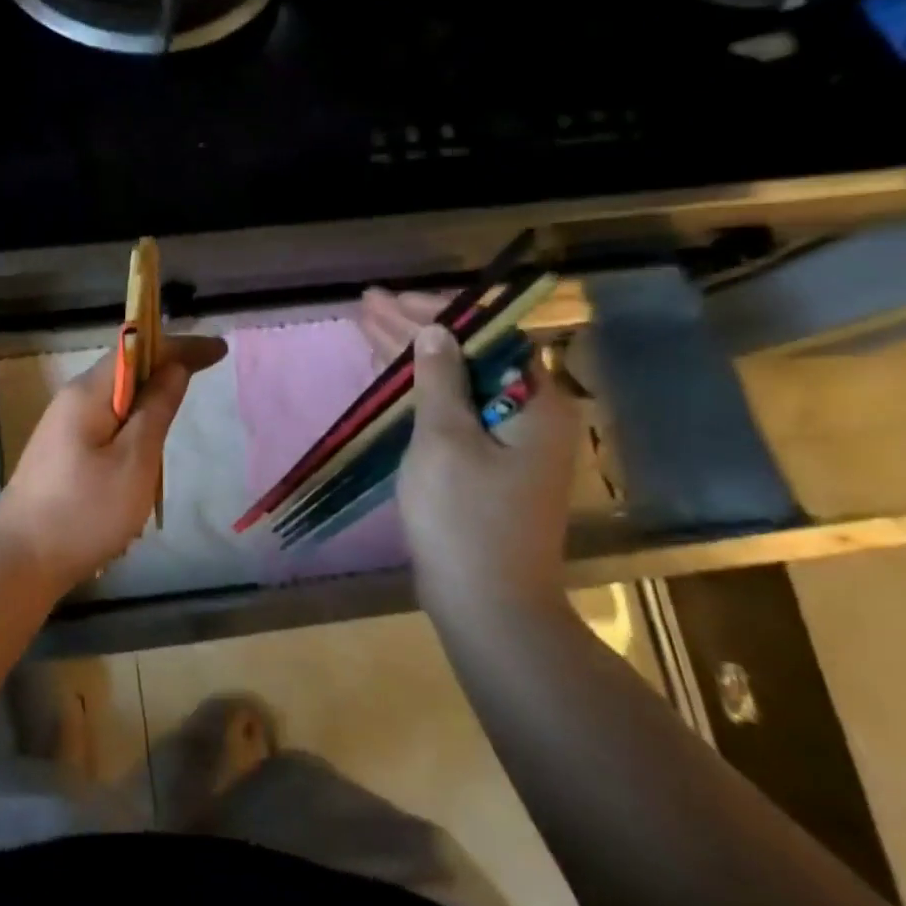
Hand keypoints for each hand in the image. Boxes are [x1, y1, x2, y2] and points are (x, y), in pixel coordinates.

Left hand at [0, 335, 227, 594]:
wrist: (20, 561)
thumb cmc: (84, 512)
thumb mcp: (134, 461)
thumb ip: (156, 409)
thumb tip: (175, 367)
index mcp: (88, 393)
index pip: (138, 349)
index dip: (181, 347)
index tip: (220, 350)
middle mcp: (72, 401)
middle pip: (125, 370)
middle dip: (166, 366)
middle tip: (206, 372)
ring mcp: (63, 428)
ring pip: (116, 399)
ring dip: (149, 396)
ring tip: (181, 404)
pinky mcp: (62, 454)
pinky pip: (105, 423)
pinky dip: (132, 423)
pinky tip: (145, 445)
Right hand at [357, 292, 578, 608]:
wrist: (487, 605)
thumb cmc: (465, 519)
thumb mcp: (445, 441)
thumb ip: (440, 380)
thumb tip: (437, 331)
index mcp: (536, 403)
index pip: (488, 335)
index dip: (438, 312)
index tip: (392, 300)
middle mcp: (530, 415)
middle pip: (470, 356)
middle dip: (417, 330)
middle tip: (369, 305)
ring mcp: (510, 444)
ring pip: (458, 384)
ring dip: (415, 358)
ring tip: (369, 327)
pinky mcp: (488, 467)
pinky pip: (455, 412)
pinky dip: (422, 392)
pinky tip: (393, 376)